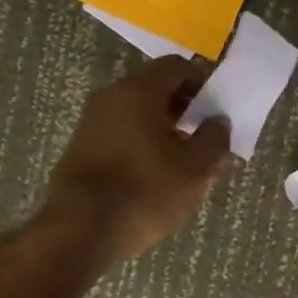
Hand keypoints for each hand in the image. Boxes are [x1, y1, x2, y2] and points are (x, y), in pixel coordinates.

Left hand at [43, 56, 231, 260]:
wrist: (79, 231)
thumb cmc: (145, 191)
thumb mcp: (195, 168)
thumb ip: (215, 138)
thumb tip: (218, 122)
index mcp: (139, 90)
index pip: (177, 66)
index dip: (203, 84)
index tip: (216, 111)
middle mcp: (111, 96)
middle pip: (156, 89)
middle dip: (185, 110)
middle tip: (205, 139)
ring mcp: (91, 122)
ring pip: (138, 114)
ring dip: (163, 130)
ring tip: (184, 162)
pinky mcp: (81, 149)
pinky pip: (121, 134)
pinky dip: (142, 144)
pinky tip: (155, 175)